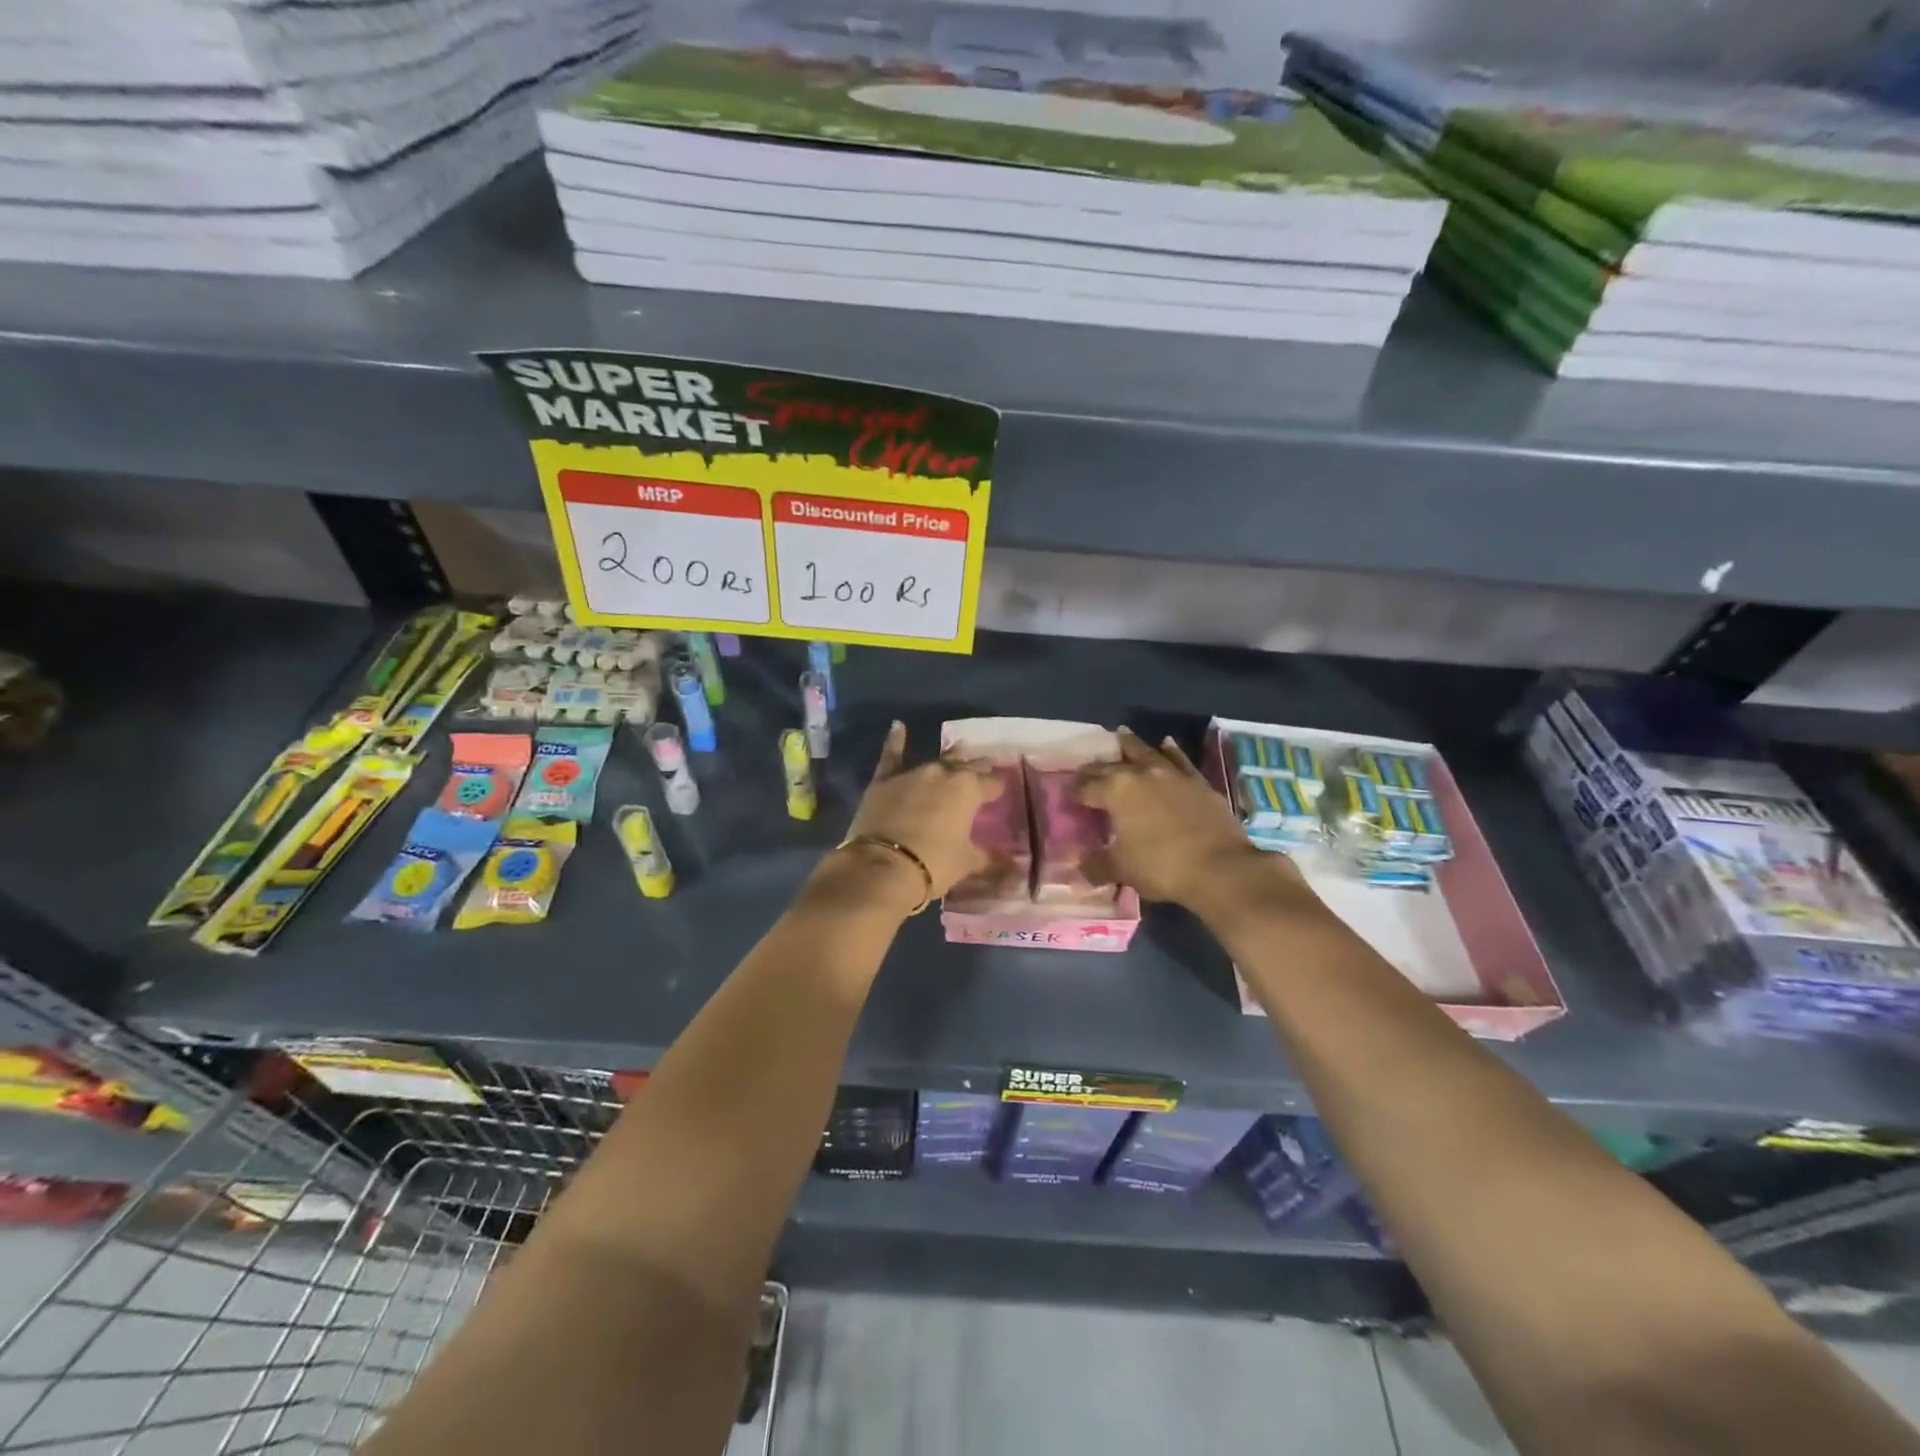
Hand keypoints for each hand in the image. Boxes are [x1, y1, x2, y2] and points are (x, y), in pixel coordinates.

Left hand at [816, 721, 1003, 913]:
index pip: (991, 783)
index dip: (997, 787)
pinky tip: (898, 726)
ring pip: (935, 762)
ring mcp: (912, 773)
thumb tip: (1014, 864)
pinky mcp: (884, 780)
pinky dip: (895, 741)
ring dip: (947, 761)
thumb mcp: (967, 863)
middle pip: (964, 767)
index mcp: (967, 789)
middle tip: (983, 770)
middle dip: (975, 769)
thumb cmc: (934, 864)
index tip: (1002, 791)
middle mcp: (942, 773)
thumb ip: (990, 858)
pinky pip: (891, 756)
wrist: (882, 866)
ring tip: (957, 755)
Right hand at [1076, 729, 1279, 907]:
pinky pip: (1179, 760)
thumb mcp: (1122, 870)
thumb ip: (1096, 866)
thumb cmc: (1161, 866)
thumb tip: (1076, 872)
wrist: (1220, 867)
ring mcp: (1172, 774)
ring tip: (1121, 735)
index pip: (1086, 787)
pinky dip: (1170, 751)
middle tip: (1087, 771)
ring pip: (1146, 752)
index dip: (1075, 791)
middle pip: (1111, 765)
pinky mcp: (1198, 782)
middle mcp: (1141, 774)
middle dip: (1096, 768)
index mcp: (1115, 791)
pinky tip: (1166, 744)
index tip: (1069, 795)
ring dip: (1130, 744)